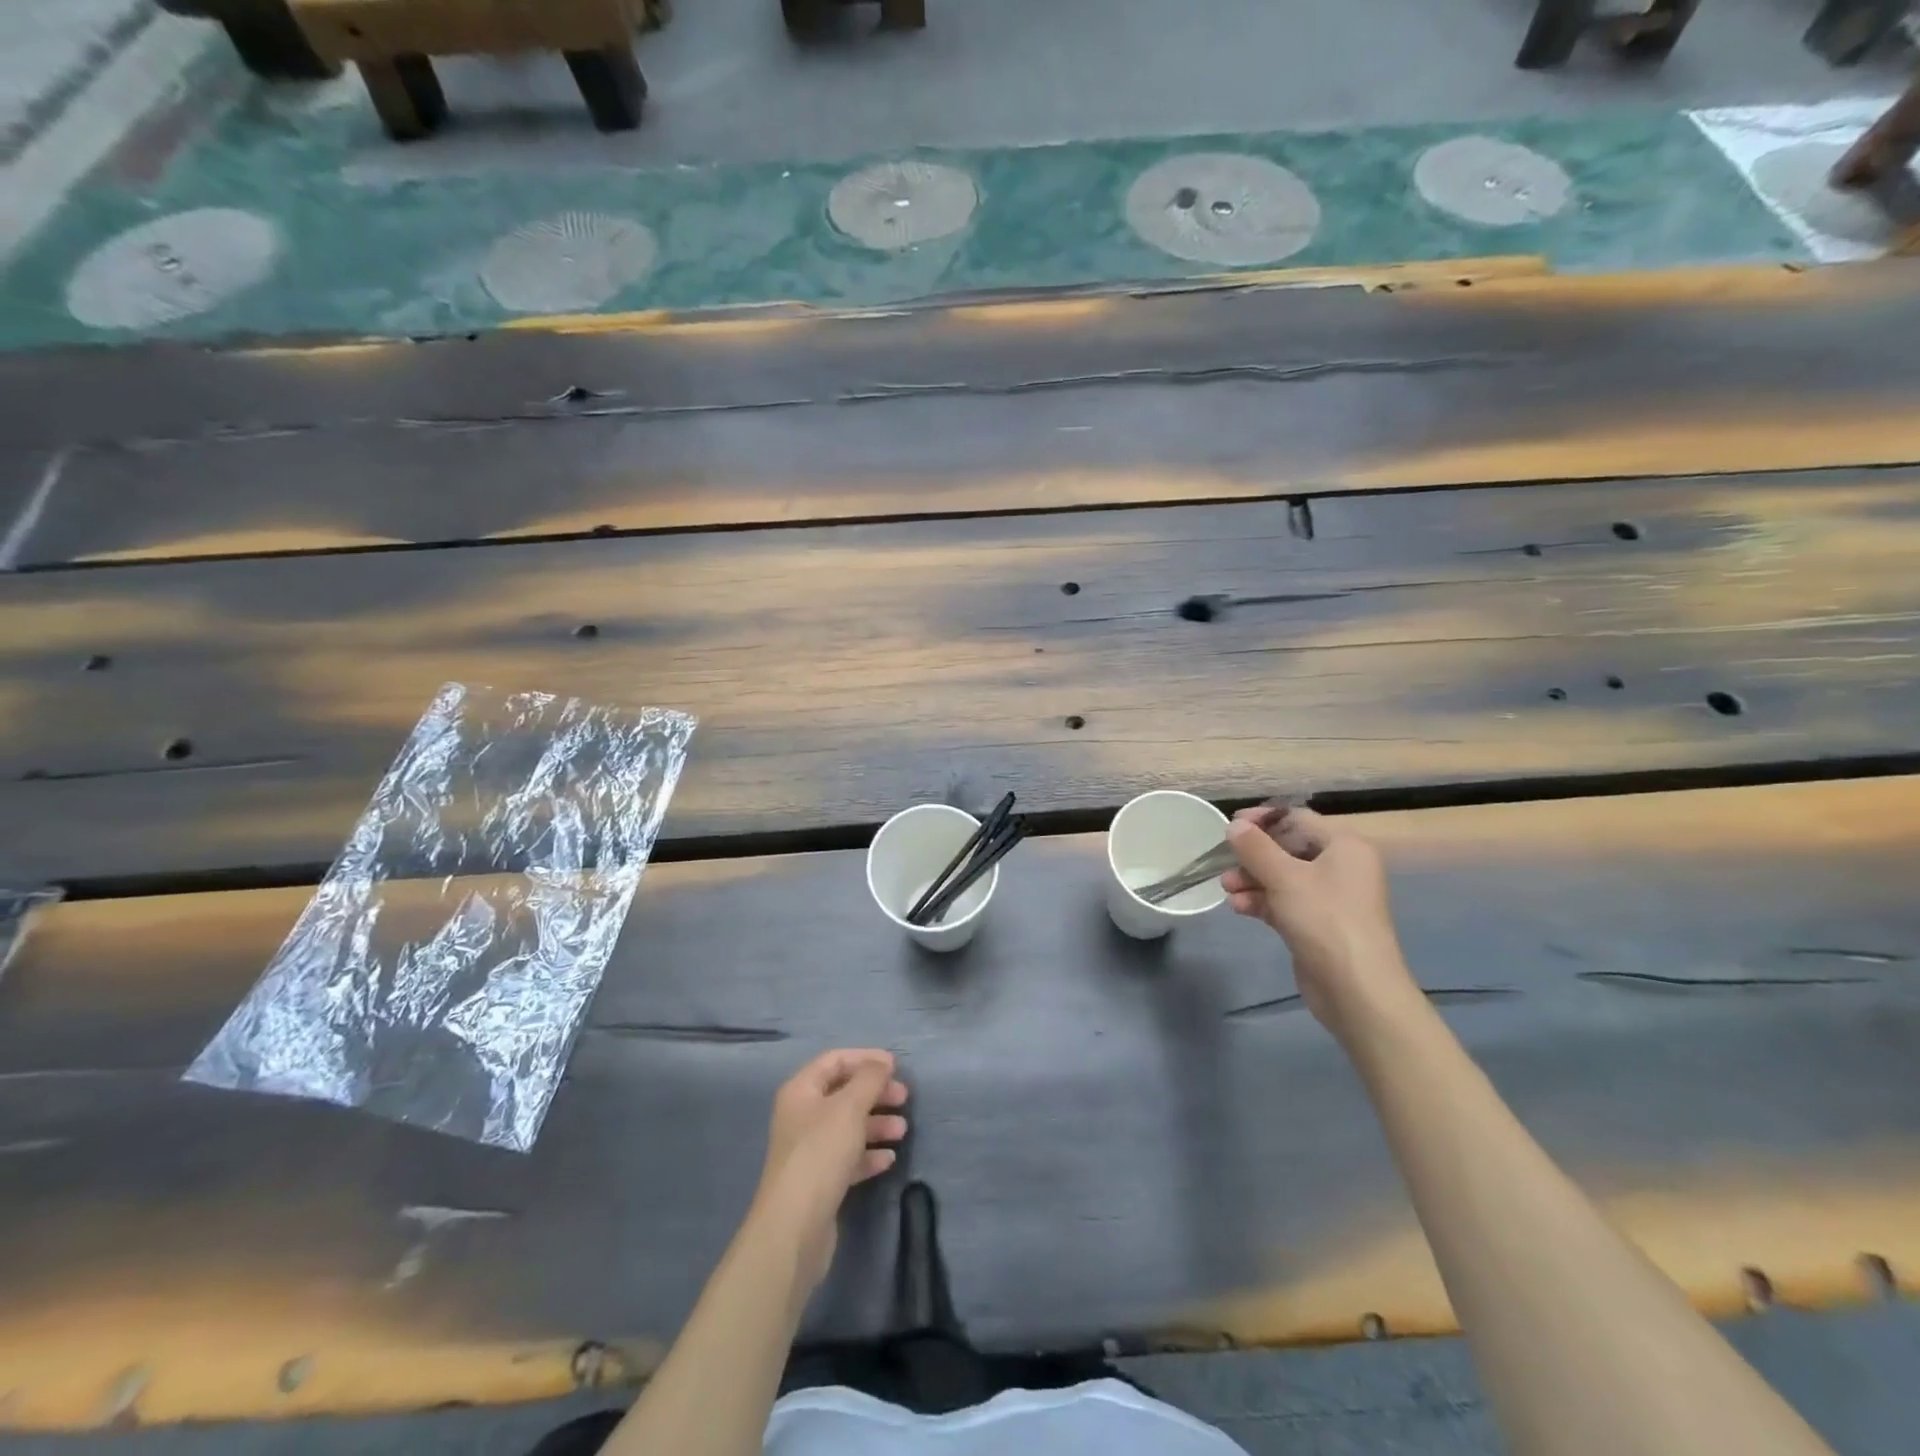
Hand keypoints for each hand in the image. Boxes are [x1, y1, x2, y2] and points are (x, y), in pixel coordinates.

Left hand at [749, 1048, 908, 1296]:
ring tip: (903, 1131)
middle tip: (904, 1098)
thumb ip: (869, 1079)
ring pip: (848, 1126)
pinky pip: (848, 1157)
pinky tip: (889, 1160)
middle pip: (844, 1093)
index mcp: (801, 1091)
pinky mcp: (819, 1181)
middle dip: (875, 1093)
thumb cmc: (821, 1153)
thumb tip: (882, 1062)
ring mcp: (809, 1150)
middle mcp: (802, 1116)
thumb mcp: (849, 1107)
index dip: (865, 1058)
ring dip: (877, 1124)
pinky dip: (869, 1155)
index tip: (896, 1066)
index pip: (834, 1060)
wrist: (794, 1227)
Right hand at [1221, 806, 1418, 1042]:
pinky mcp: (1316, 924)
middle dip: (1253, 856)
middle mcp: (1340, 867)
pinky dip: (1261, 901)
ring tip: (1226, 889)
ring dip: (1252, 880)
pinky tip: (1239, 908)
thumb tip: (1234, 826)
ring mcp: (1329, 898)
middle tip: (1223, 862)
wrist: (1356, 988)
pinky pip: (1284, 902)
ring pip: (1282, 877)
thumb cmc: (1325, 919)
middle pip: (1287, 848)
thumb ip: (1255, 848)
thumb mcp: (1285, 877)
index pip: (1297, 819)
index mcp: (1344, 846)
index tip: (1230, 826)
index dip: (1263, 820)